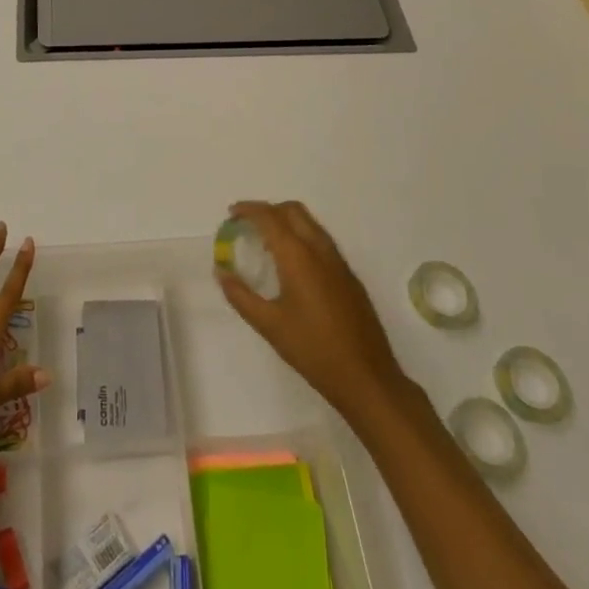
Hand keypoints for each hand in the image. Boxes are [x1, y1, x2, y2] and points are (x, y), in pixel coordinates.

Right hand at [217, 200, 412, 421]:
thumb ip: (241, 296)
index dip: (248, 209)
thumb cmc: (313, 350)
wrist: (367, 378)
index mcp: (299, 256)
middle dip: (268, 210)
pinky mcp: (350, 277)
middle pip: (293, 211)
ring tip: (266, 244)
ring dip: (286, 222)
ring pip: (310, 224)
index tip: (231, 214)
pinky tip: (292, 267)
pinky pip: (322, 242)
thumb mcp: (269, 325)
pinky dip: (301, 238)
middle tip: (248, 226)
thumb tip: (221, 273)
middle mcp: (320, 250)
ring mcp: (339, 262)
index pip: (270, 217)